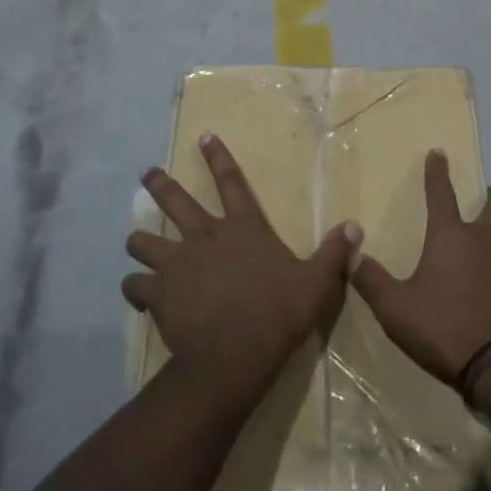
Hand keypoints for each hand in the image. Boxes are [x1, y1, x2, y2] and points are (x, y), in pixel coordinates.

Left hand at [125, 133, 361, 396]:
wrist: (236, 354)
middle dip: (160, 184)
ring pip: (144, 241)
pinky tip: (135, 291)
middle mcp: (204, 236)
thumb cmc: (279, 313)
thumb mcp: (317, 282)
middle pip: (175, 201)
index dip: (218, 157)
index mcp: (243, 227)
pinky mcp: (158, 293)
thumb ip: (334, 253)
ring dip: (139, 240)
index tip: (203, 136)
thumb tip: (355, 226)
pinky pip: (135, 284)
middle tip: (147, 173)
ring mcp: (177, 263)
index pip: (231, 181)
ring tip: (134, 241)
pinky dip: (134, 286)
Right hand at [350, 150, 490, 386]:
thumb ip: (371, 279)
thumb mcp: (396, 309)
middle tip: (484, 205)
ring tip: (480, 274)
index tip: (439, 153)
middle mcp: (487, 240)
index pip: (441, 193)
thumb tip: (351, 253)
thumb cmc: (444, 329)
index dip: (437, 172)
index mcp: (451, 237)